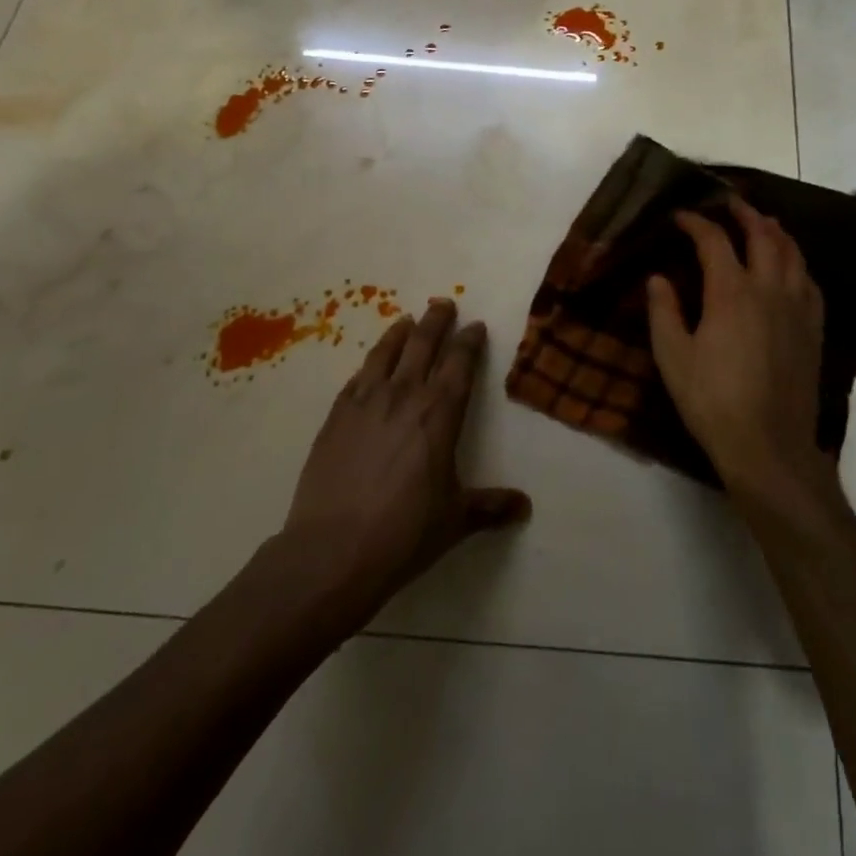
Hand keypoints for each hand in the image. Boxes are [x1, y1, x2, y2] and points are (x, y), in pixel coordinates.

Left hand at [283, 298, 529, 617]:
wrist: (331, 552)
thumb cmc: (404, 534)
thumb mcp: (455, 520)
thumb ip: (490, 507)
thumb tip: (524, 507)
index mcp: (440, 413)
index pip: (460, 364)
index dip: (469, 341)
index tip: (475, 326)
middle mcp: (404, 395)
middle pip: (423, 345)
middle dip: (437, 321)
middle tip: (444, 303)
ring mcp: (365, 402)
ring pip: (385, 353)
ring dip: (400, 333)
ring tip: (407, 320)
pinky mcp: (335, 417)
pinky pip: (356, 378)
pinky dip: (369, 364)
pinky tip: (370, 365)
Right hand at [647, 200, 834, 504]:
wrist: (769, 446)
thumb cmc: (712, 401)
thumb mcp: (673, 358)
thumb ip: (663, 312)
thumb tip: (657, 278)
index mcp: (731, 292)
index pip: (714, 241)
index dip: (696, 222)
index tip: (680, 216)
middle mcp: (770, 289)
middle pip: (763, 235)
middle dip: (745, 213)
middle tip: (729, 202)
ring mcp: (798, 308)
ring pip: (793, 254)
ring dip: (776, 231)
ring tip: (764, 223)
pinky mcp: (814, 329)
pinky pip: (810, 282)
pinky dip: (797, 264)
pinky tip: (791, 268)